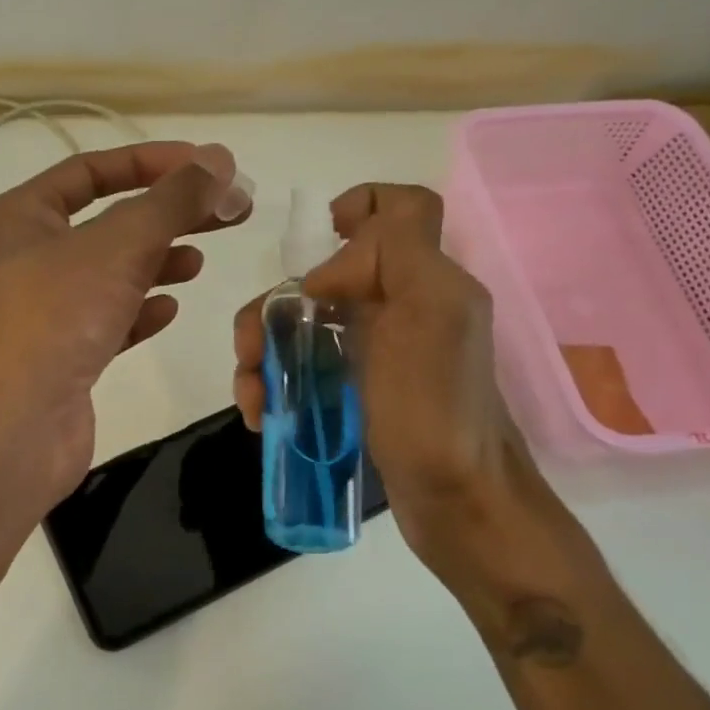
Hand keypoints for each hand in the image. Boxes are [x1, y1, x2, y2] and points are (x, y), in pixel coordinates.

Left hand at [0, 140, 248, 503]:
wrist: (13, 427)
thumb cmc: (57, 316)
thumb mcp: (119, 244)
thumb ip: (172, 200)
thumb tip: (220, 158)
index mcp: (24, 216)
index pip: (91, 171)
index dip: (150, 162)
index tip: (206, 166)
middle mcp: (30, 258)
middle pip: (110, 222)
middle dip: (169, 214)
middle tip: (229, 212)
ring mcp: (46, 311)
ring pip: (111, 274)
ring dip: (156, 262)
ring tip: (198, 262)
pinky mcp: (64, 357)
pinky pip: (109, 321)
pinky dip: (140, 311)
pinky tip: (169, 311)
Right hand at [232, 184, 537, 565]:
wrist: (457, 505)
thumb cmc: (437, 410)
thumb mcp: (431, 313)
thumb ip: (393, 254)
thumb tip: (324, 274)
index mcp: (426, 279)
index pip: (401, 209)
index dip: (360, 205)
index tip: (318, 240)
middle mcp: (403, 305)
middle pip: (327, 272)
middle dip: (277, 303)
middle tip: (251, 347)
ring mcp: (379, 350)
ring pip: (305, 320)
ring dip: (263, 347)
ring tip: (252, 394)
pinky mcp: (358, 389)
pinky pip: (305, 364)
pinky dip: (276, 380)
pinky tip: (262, 412)